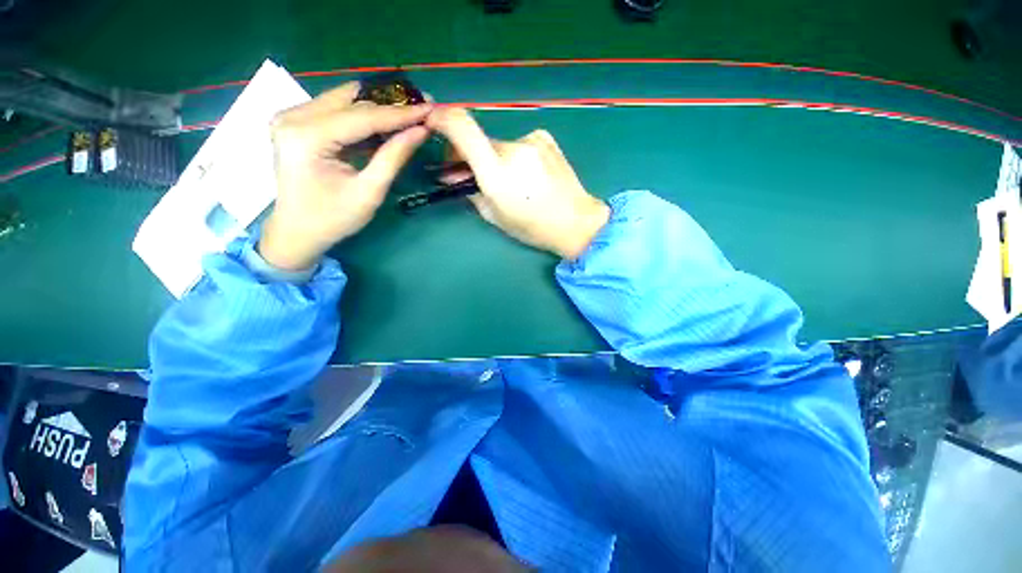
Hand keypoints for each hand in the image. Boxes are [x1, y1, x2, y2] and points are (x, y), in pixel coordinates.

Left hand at [259, 82, 431, 271]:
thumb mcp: (369, 192)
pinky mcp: (296, 121)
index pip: (363, 116)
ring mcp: (291, 116)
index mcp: (307, 137)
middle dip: (389, 104)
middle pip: (351, 100)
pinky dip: (362, 116)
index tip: (429, 109)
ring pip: (344, 100)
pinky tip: (384, 125)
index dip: (400, 114)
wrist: (297, 231)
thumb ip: (393, 158)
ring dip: (377, 107)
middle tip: (421, 108)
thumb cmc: (333, 218)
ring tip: (408, 115)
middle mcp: (293, 116)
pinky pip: (335, 109)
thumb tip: (420, 131)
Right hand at [426, 108, 609, 260]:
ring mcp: (532, 140)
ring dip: (496, 158)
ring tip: (511, 181)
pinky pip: (519, 144)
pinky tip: (529, 175)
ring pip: (500, 145)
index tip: (433, 124)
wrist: (575, 221)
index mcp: (497, 172)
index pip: (461, 126)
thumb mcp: (494, 216)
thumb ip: (469, 190)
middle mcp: (513, 148)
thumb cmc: (532, 226)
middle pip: (480, 140)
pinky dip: (515, 156)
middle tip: (472, 174)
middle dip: (470, 154)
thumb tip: (452, 173)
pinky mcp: (545, 138)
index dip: (441, 119)